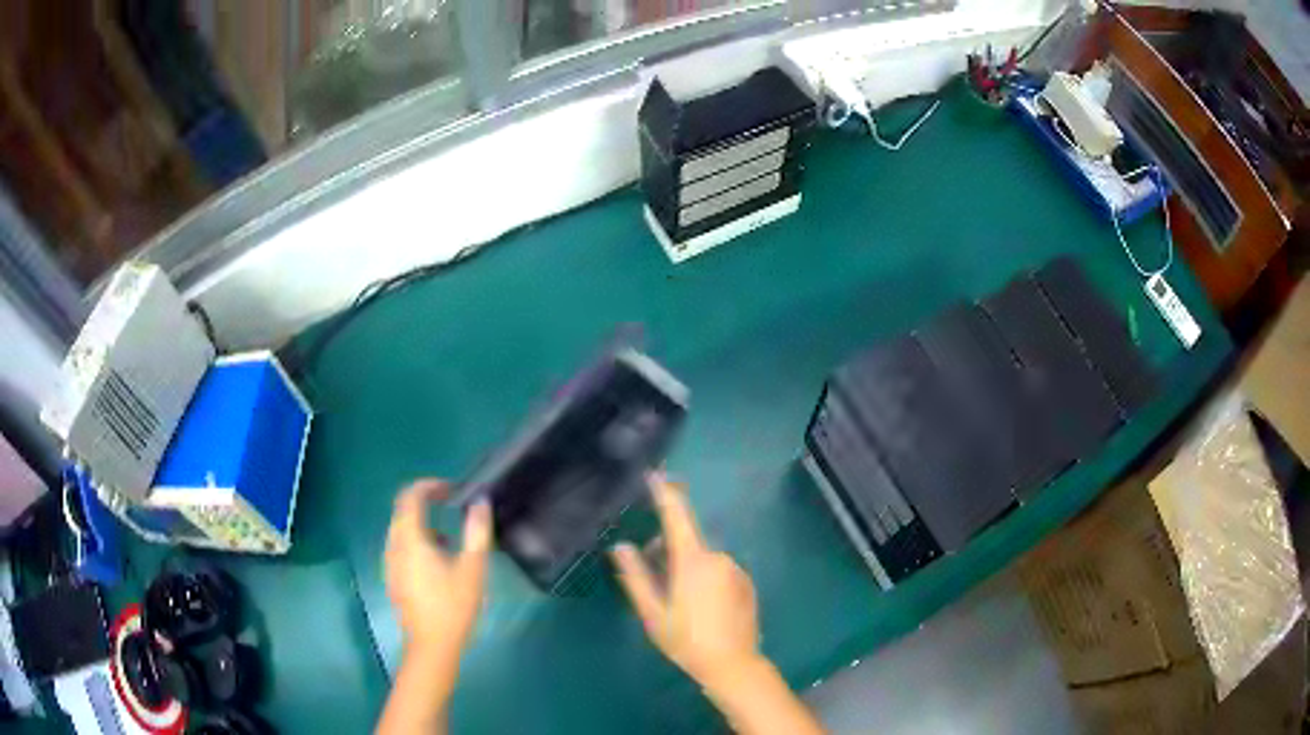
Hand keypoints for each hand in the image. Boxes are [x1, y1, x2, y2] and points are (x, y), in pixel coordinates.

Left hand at [384, 479, 491, 660]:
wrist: (432, 647)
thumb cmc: (453, 607)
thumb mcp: (473, 569)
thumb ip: (477, 532)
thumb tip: (481, 502)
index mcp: (411, 540)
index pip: (410, 497)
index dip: (429, 486)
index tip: (452, 490)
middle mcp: (394, 547)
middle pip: (402, 511)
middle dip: (425, 503)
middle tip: (451, 506)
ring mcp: (390, 564)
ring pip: (401, 531)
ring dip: (422, 525)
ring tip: (450, 540)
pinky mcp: (393, 579)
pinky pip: (401, 548)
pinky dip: (417, 542)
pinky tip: (438, 564)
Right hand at [611, 474, 761, 689]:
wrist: (733, 665)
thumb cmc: (686, 640)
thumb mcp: (653, 613)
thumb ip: (636, 576)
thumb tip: (621, 547)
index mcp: (692, 560)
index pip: (677, 516)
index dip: (664, 493)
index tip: (654, 474)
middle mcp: (718, 557)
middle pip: (688, 542)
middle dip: (668, 550)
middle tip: (653, 577)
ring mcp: (735, 569)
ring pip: (703, 558)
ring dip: (687, 566)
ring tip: (676, 600)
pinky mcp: (746, 582)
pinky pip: (719, 571)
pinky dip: (705, 577)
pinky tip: (700, 606)